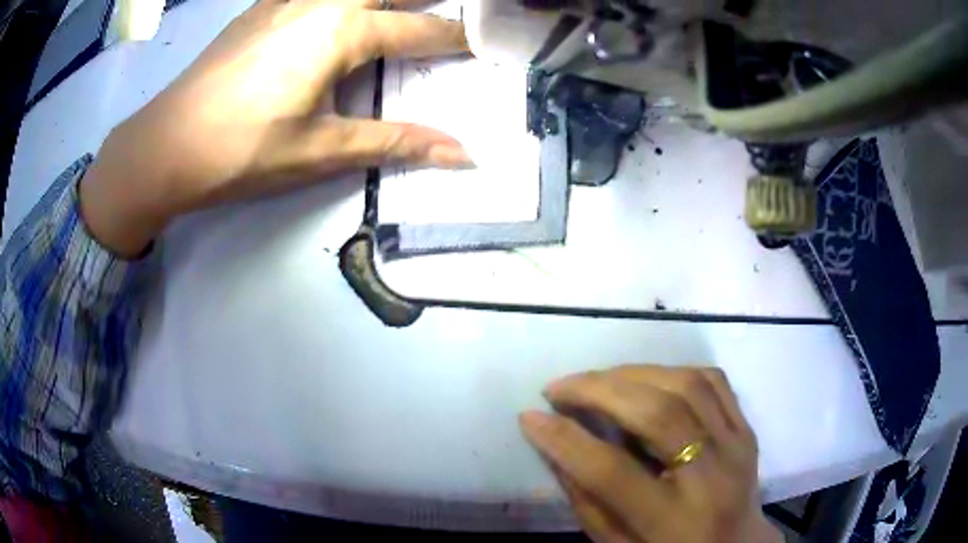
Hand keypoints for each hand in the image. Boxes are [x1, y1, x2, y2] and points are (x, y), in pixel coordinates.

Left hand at [80, 0, 469, 256]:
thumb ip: (395, 142)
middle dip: (426, 0)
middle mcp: (320, 1)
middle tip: (452, 10)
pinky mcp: (261, 6)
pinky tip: (337, 6)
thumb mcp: (321, 151)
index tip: (486, 41)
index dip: (457, 38)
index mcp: (340, 32)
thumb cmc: (242, 152)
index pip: (419, 31)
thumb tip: (463, 154)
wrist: (166, 146)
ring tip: (398, 10)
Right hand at [521, 366, 782, 542]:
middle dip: (598, 391)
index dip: (565, 440)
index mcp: (673, 521)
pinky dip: (672, 371)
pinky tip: (644, 379)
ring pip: (687, 386)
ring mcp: (737, 446)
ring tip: (596, 380)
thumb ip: (586, 501)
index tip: (529, 416)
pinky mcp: (746, 428)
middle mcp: (712, 477)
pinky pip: (713, 380)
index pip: (613, 471)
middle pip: (657, 415)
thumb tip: (556, 445)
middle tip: (559, 388)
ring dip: (632, 374)